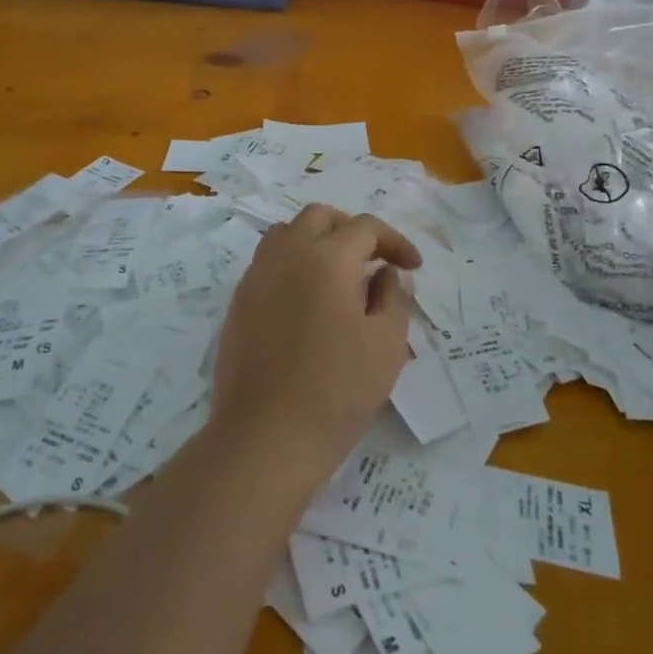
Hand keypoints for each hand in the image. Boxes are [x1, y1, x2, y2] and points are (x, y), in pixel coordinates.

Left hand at [211, 205, 421, 490]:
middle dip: (352, 229)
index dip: (395, 241)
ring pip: (287, 233)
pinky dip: (292, 263)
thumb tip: (384, 273)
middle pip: (320, 217)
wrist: (266, 436)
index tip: (413, 267)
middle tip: (374, 259)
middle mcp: (287, 254)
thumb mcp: (386, 344)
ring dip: (317, 240)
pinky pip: (268, 262)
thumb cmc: (337, 390)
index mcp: (327, 257)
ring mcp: (256, 276)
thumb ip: (393, 297)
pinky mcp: (239, 303)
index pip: (365, 228)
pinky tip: (307, 300)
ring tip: (339, 273)